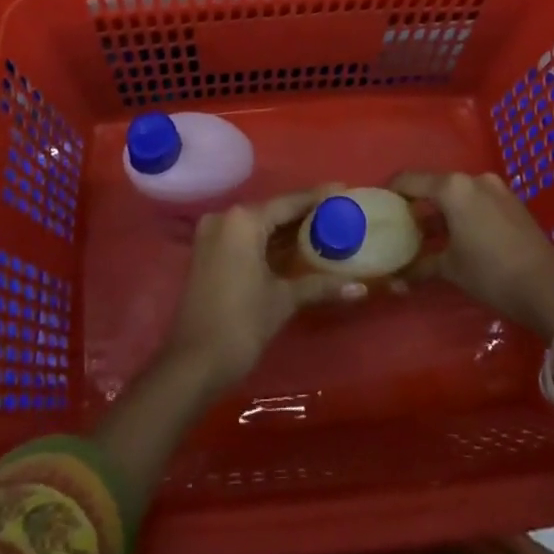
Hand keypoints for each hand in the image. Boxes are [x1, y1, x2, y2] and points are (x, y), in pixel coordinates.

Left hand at [162, 187, 361, 393]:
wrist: (193, 364)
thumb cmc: (241, 324)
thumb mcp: (282, 300)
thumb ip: (320, 286)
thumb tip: (360, 289)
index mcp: (243, 220)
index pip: (289, 202)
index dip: (318, 197)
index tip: (343, 190)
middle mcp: (225, 218)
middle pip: (272, 211)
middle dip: (303, 214)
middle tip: (336, 212)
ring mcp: (212, 234)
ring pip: (258, 225)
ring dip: (285, 230)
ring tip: (322, 227)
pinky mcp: (207, 252)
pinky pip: (244, 237)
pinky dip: (267, 241)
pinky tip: (292, 247)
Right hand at [394, 170, 553, 340]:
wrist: (548, 288)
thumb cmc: (491, 274)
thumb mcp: (451, 269)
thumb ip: (421, 265)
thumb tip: (397, 278)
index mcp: (453, 188)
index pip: (411, 180)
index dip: (393, 189)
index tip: (380, 201)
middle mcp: (473, 179)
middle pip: (436, 185)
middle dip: (419, 203)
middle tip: (403, 223)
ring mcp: (496, 188)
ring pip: (458, 193)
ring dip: (443, 210)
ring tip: (429, 233)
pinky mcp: (512, 202)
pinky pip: (477, 200)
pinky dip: (464, 212)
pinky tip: (458, 236)